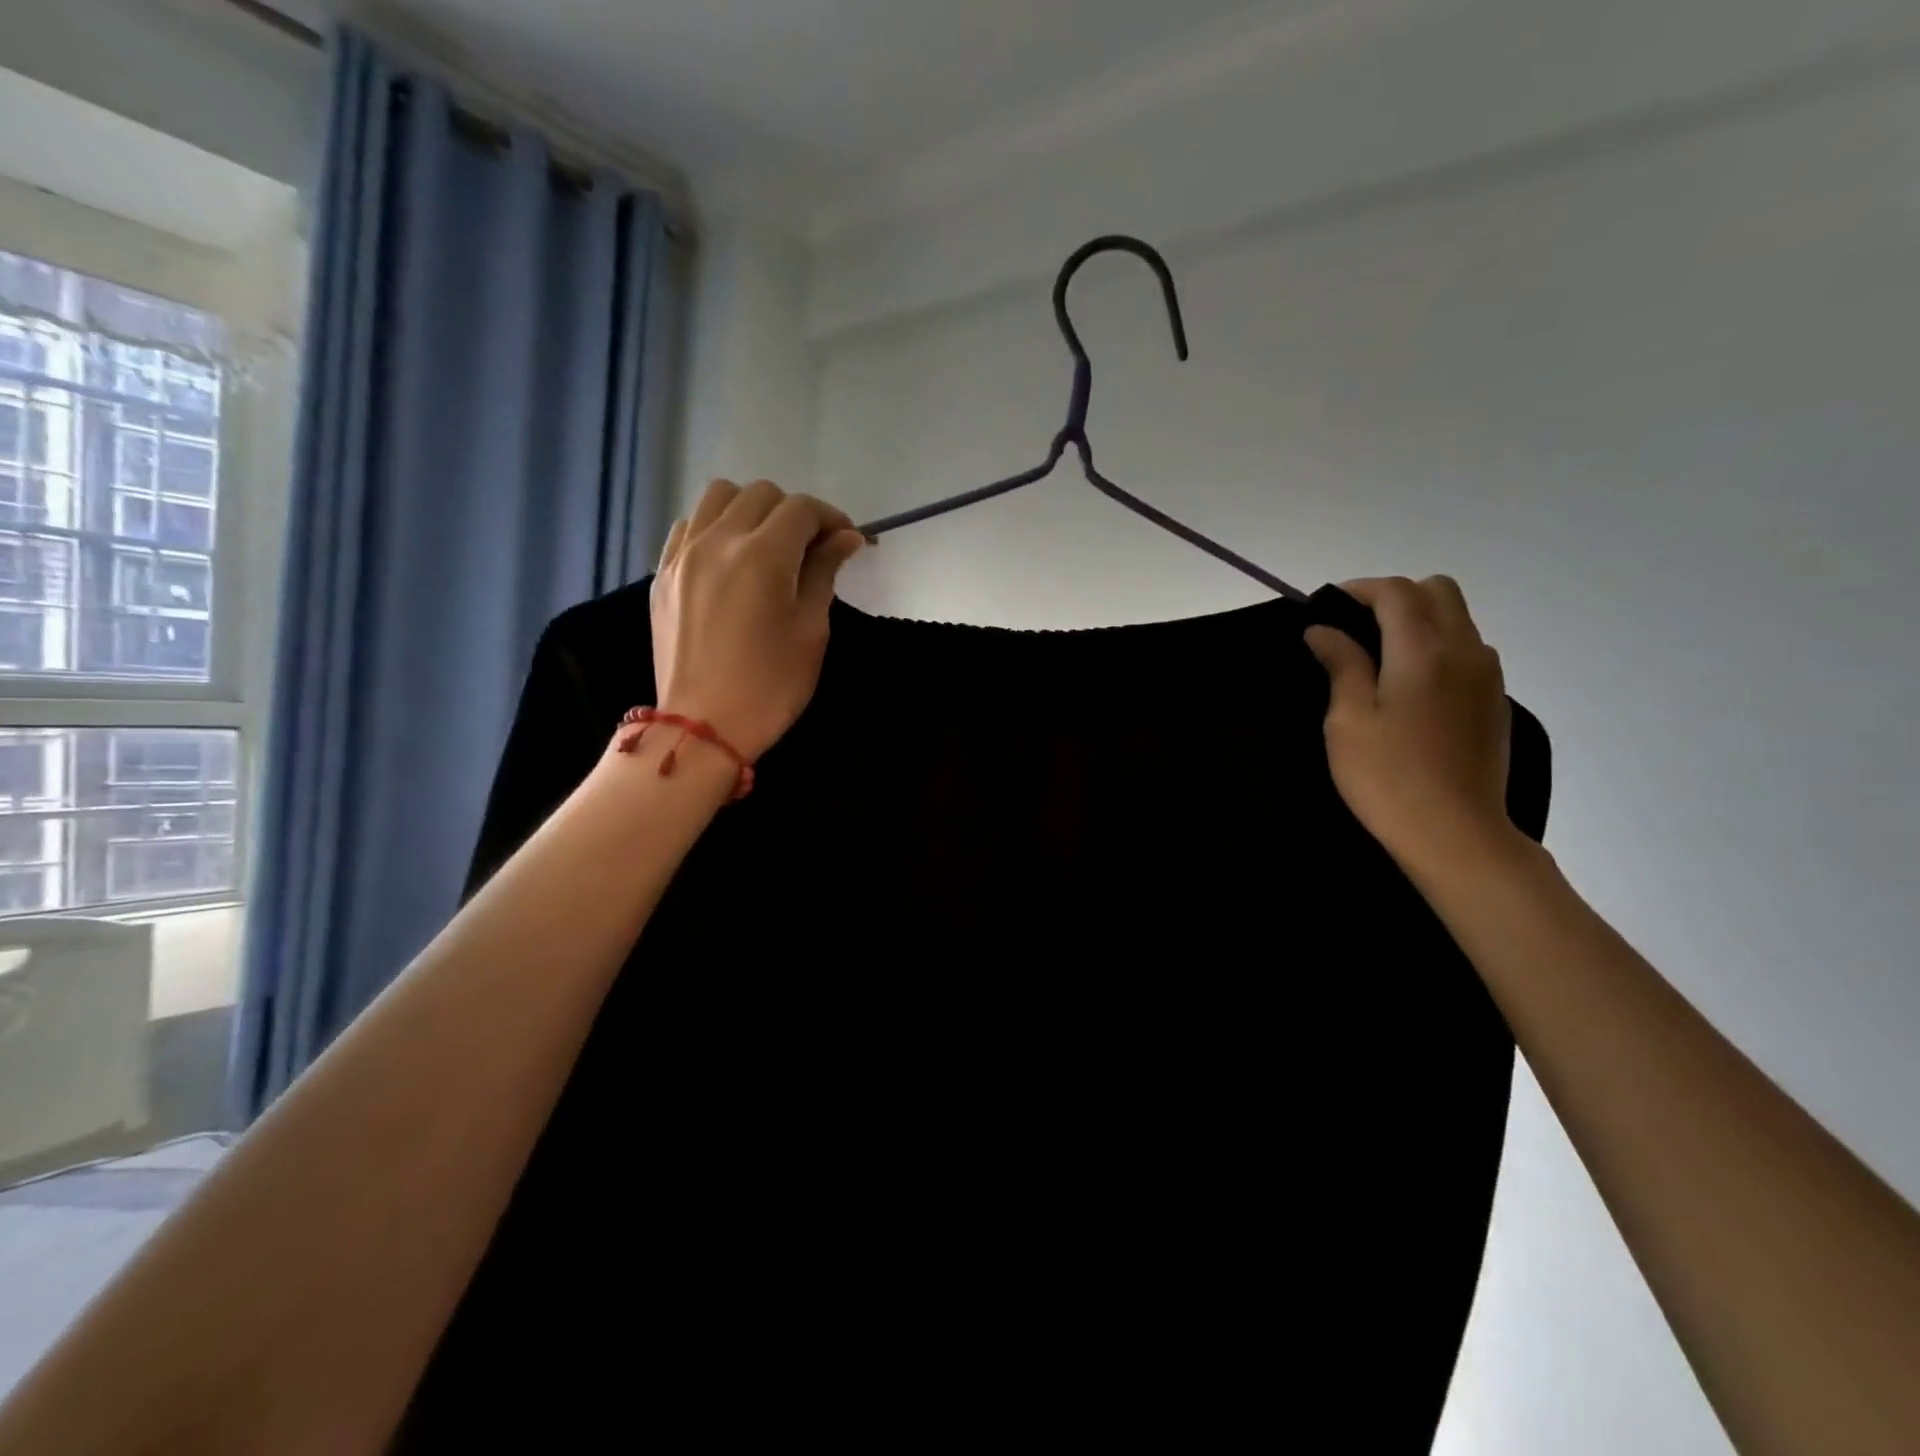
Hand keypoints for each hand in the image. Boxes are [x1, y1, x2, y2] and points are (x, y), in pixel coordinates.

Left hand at [650, 479, 865, 761]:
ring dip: (751, 509)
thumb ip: (824, 572)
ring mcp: (683, 554)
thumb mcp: (811, 630)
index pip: (802, 510)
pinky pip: (689, 526)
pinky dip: (714, 527)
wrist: (704, 726)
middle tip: (812, 548)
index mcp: (762, 556)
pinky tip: (728, 558)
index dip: (832, 519)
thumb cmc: (771, 686)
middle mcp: (718, 541)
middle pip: (761, 494)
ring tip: (767, 544)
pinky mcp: (663, 573)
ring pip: (718, 497)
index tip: (848, 542)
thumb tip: (846, 538)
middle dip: (794, 513)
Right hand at [1304, 576, 1517, 870]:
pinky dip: (1437, 647)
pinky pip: (1468, 650)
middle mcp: (1465, 651)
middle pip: (1438, 591)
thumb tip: (1323, 630)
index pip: (1397, 592)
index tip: (1327, 607)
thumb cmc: (1387, 776)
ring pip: (1458, 619)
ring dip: (1419, 620)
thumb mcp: (1347, 720)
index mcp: (1423, 651)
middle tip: (1356, 626)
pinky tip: (1410, 686)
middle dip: (1395, 596)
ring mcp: (1487, 676)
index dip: (1359, 589)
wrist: (1455, 833)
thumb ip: (1341, 665)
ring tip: (1380, 655)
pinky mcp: (1494, 701)